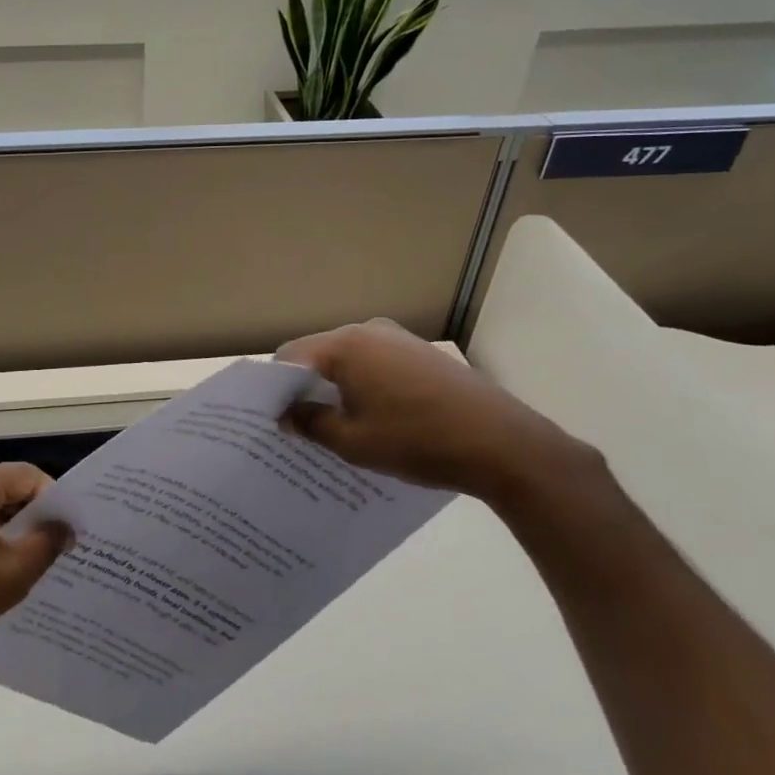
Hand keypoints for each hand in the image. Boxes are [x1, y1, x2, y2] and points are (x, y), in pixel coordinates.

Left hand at [0, 464, 71, 683]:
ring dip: (2, 529)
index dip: (52, 500)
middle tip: (51, 548)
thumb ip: (47, 543)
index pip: (24, 475)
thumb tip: (66, 526)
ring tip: (21, 563)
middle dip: (27, 516)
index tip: (67, 532)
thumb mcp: (11, 575)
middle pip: (0, 487)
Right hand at [276, 318, 596, 503]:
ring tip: (335, 427)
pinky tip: (372, 418)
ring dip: (336, 388)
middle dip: (305, 387)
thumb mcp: (353, 442)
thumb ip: (311, 423)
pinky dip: (364, 386)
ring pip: (349, 360)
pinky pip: (375, 364)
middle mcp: (369, 330)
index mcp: (345, 345)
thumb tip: (287, 415)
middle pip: (319, 354)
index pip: (290, 356)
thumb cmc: (417, 441)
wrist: (503, 444)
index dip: (275, 387)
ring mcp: (399, 339)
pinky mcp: (421, 354)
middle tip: (298, 426)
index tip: (271, 418)